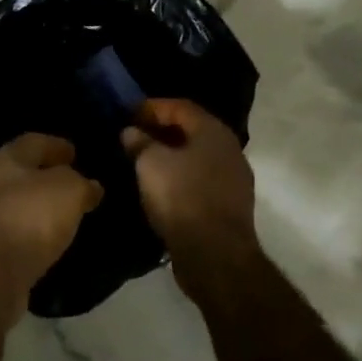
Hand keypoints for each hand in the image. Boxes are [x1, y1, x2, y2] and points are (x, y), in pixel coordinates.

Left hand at [0, 134, 103, 324]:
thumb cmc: (29, 219)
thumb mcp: (68, 191)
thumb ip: (81, 184)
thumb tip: (90, 186)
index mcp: (5, 158)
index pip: (34, 142)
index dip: (57, 145)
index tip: (75, 154)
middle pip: (20, 172)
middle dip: (45, 177)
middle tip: (72, 185)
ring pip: (14, 203)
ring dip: (36, 207)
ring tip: (62, 215)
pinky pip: (11, 232)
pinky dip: (28, 232)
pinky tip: (45, 240)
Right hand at [122, 99, 257, 265]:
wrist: (215, 254)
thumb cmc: (181, 197)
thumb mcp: (150, 163)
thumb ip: (139, 142)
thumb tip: (131, 131)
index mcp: (213, 131)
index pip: (180, 106)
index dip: (152, 107)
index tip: (127, 114)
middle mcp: (229, 149)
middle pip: (191, 130)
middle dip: (161, 130)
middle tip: (133, 136)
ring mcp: (234, 179)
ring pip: (197, 157)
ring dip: (171, 155)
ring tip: (143, 162)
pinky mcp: (230, 205)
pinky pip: (200, 179)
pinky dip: (180, 176)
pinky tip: (161, 187)